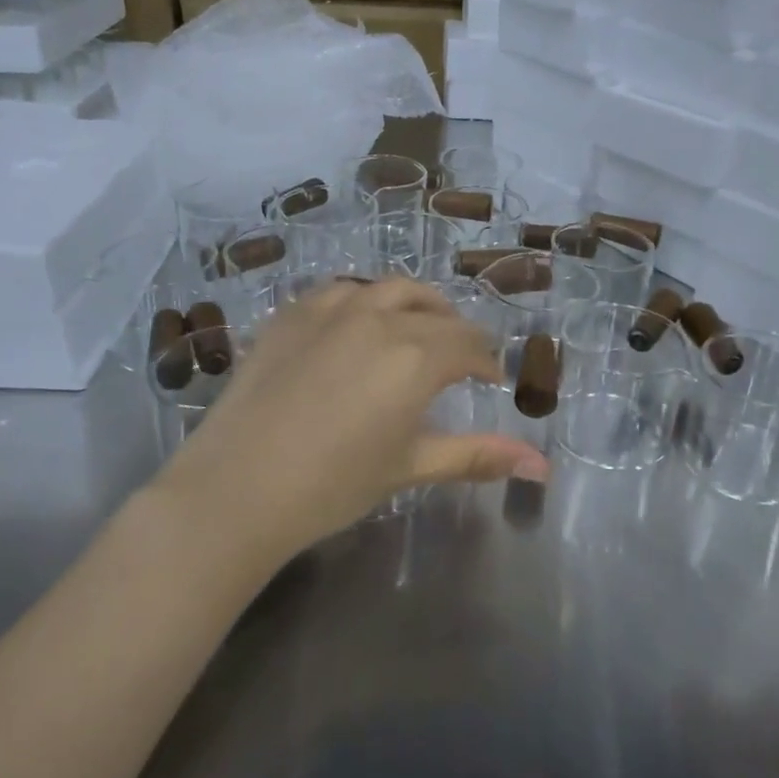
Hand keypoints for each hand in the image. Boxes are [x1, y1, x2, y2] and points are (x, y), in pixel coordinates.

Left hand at [164, 278, 549, 551]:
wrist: (237, 487)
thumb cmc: (333, 485)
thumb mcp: (411, 467)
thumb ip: (478, 456)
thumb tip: (542, 467)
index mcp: (417, 355)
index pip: (469, 345)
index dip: (486, 363)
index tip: (490, 380)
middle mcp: (380, 317)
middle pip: (435, 311)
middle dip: (456, 333)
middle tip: (458, 358)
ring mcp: (331, 308)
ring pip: (390, 290)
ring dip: (414, 306)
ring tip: (414, 330)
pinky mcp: (291, 313)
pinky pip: (340, 291)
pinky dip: (364, 302)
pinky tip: (356, 325)